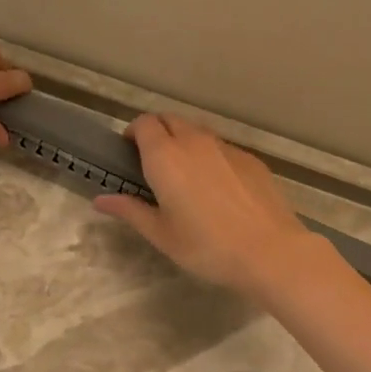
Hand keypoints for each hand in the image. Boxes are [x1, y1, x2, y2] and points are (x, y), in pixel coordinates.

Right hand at [93, 114, 325, 299]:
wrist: (269, 251)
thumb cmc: (207, 247)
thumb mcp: (162, 234)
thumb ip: (130, 210)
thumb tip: (101, 200)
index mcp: (166, 156)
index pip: (144, 124)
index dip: (134, 133)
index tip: (130, 154)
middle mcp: (195, 142)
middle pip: (170, 120)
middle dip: (158, 133)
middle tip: (154, 166)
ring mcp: (227, 147)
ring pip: (198, 132)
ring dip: (185, 143)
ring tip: (186, 177)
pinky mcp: (251, 159)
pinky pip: (222, 148)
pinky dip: (212, 157)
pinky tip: (219, 189)